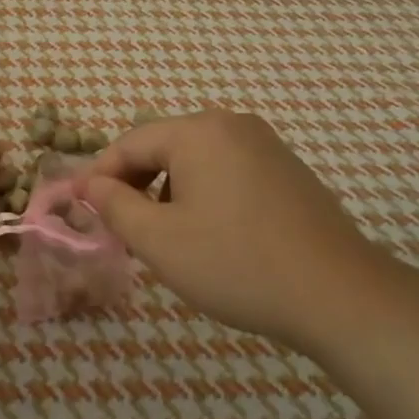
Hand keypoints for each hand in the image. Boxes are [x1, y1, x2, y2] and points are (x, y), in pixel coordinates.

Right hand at [84, 111, 383, 349]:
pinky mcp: (287, 170)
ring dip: (169, 191)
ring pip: (196, 160)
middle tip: (121, 228)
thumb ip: (115, 206)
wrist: (338, 294)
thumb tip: (91, 184)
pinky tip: (211, 234)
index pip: (130, 143)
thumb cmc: (236, 263)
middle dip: (136, 184)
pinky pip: (228, 171)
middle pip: (164, 146)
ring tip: (165, 237)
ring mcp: (265, 145)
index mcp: (198, 132)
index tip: (80, 208)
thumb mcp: (160, 240)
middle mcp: (232, 125)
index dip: (100, 176)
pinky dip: (204, 194)